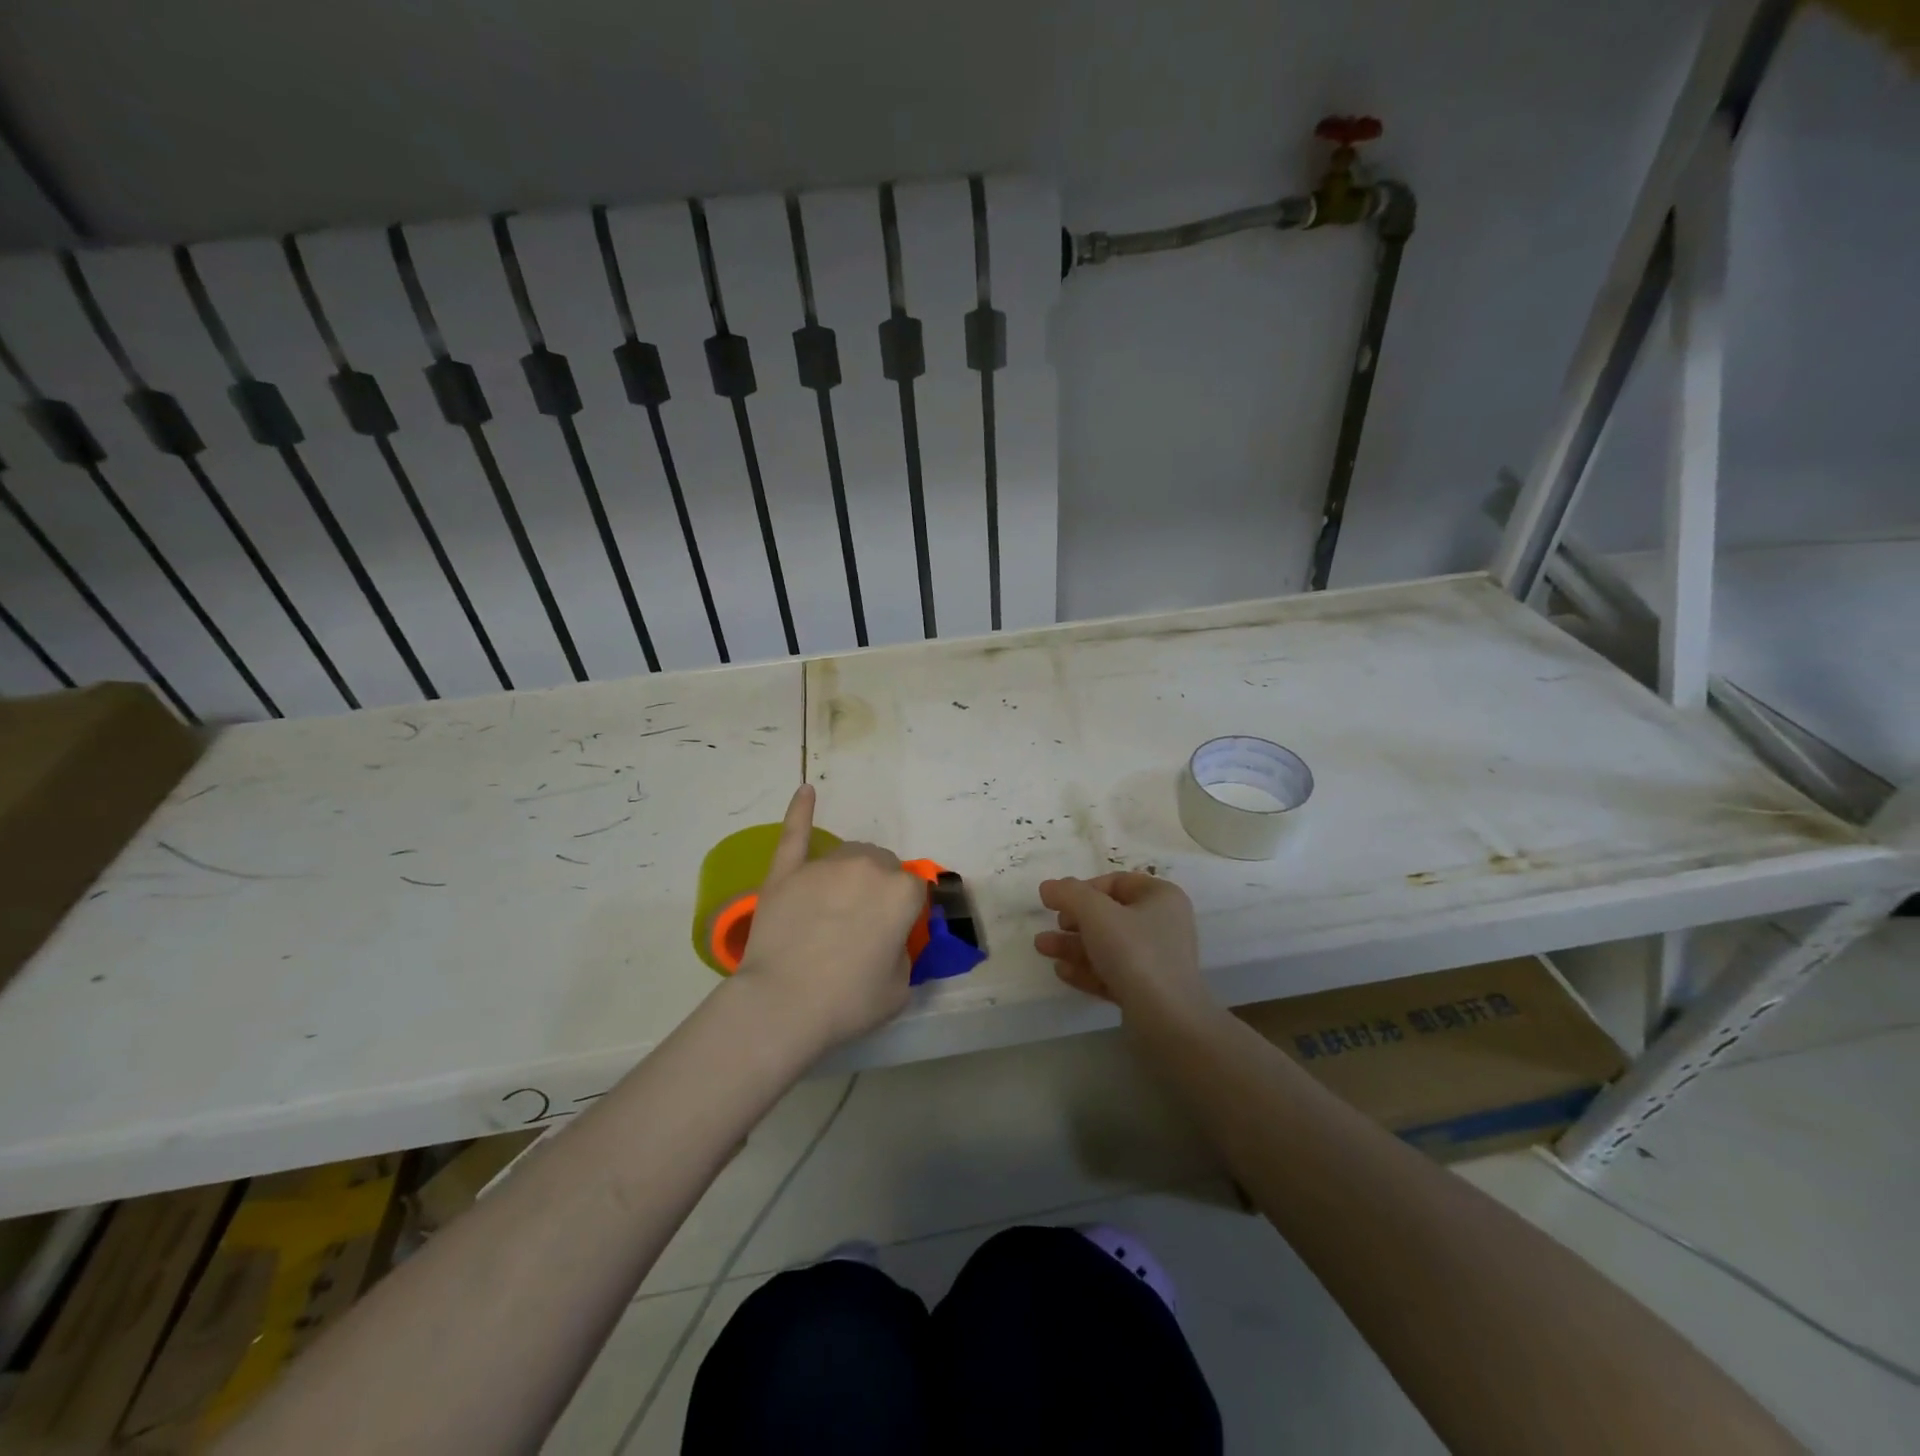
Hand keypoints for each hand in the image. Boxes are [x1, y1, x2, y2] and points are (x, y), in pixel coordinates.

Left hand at [731, 786, 925, 1053]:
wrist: (782, 1005)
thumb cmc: (848, 1002)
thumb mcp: (900, 987)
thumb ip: (903, 951)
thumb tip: (890, 938)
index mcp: (901, 892)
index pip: (915, 889)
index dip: (905, 913)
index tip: (893, 934)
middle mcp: (867, 867)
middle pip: (882, 865)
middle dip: (879, 888)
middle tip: (863, 925)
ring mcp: (824, 865)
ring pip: (848, 853)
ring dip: (851, 871)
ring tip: (836, 903)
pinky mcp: (787, 871)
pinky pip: (795, 832)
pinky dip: (800, 810)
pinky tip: (806, 791)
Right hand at [1035, 873, 1213, 1021]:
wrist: (1166, 1020)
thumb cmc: (1134, 952)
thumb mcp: (1096, 913)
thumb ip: (1069, 894)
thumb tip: (1049, 886)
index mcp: (1161, 897)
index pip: (1116, 882)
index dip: (1083, 889)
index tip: (1058, 902)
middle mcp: (1163, 924)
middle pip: (1109, 915)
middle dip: (1074, 920)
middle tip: (1053, 926)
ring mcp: (1156, 960)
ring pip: (1107, 945)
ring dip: (1073, 945)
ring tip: (1042, 948)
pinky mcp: (1147, 991)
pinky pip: (1112, 972)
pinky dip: (1087, 969)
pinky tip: (1062, 972)